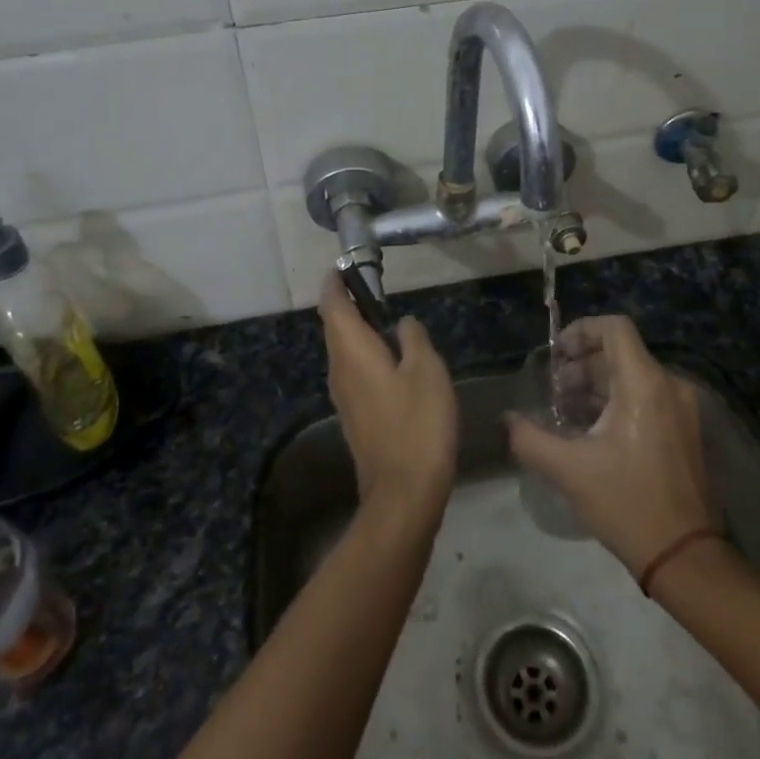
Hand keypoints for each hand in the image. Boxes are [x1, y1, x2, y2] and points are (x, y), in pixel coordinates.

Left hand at [318, 273, 457, 523]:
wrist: (404, 493)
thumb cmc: (417, 423)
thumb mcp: (426, 371)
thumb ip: (413, 339)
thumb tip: (403, 323)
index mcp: (352, 351)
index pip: (333, 305)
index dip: (335, 283)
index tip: (345, 266)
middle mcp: (339, 369)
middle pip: (334, 327)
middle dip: (346, 303)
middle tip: (370, 286)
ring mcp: (343, 396)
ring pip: (343, 351)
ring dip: (356, 330)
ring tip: (381, 316)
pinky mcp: (355, 416)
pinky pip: (353, 371)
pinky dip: (364, 354)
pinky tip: (389, 359)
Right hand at [507, 316, 717, 574]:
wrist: (685, 557)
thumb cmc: (627, 504)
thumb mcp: (569, 470)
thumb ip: (529, 438)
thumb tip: (507, 419)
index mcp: (645, 385)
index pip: (614, 328)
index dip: (581, 330)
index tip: (556, 354)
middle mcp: (670, 387)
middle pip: (622, 352)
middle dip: (582, 363)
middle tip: (553, 389)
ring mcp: (684, 410)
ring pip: (635, 376)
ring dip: (598, 384)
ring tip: (567, 411)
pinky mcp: (687, 432)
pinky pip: (649, 398)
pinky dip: (618, 401)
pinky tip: (594, 431)